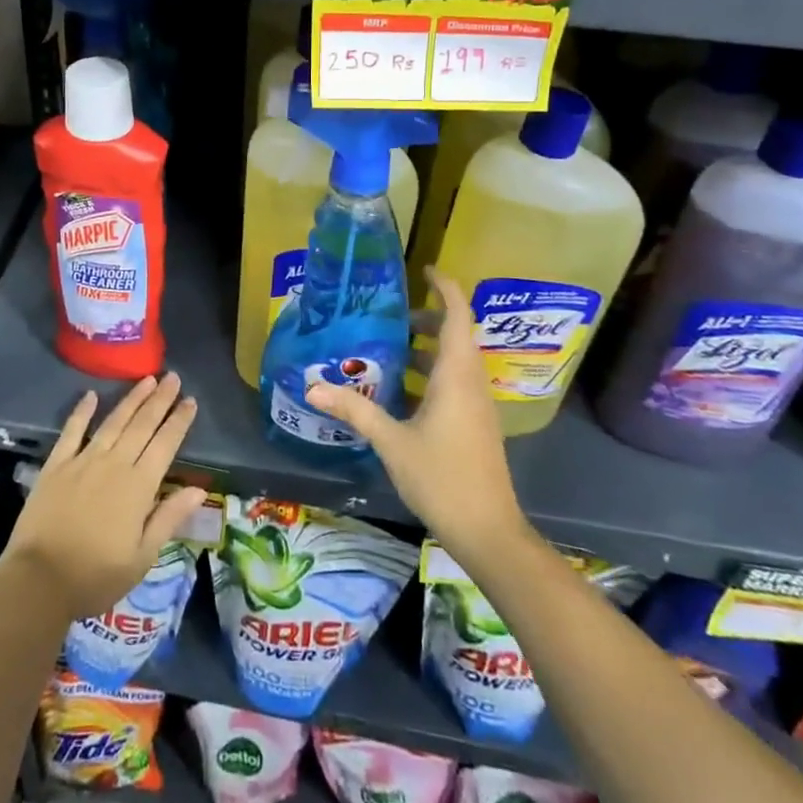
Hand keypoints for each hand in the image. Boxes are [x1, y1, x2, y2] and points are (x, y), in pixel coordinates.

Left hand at [1, 373, 207, 620]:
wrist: (39, 581)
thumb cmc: (96, 576)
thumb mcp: (142, 557)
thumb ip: (169, 518)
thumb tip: (199, 489)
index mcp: (138, 487)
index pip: (165, 444)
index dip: (179, 421)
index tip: (190, 400)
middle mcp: (114, 464)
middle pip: (142, 425)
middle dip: (160, 400)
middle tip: (173, 377)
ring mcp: (83, 461)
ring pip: (113, 421)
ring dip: (131, 399)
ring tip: (147, 379)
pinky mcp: (56, 465)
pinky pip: (72, 431)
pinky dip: (82, 411)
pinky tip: (91, 395)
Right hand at [305, 270, 528, 566]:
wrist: (488, 532)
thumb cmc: (443, 478)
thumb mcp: (392, 442)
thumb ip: (355, 410)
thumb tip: (313, 386)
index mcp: (456, 375)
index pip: (457, 315)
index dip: (445, 288)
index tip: (424, 270)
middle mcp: (471, 382)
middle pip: (454, 334)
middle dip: (426, 319)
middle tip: (389, 315)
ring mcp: (476, 405)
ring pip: (453, 360)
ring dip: (425, 348)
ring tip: (385, 349)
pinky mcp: (474, 424)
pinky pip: (453, 383)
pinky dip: (428, 374)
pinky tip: (398, 391)